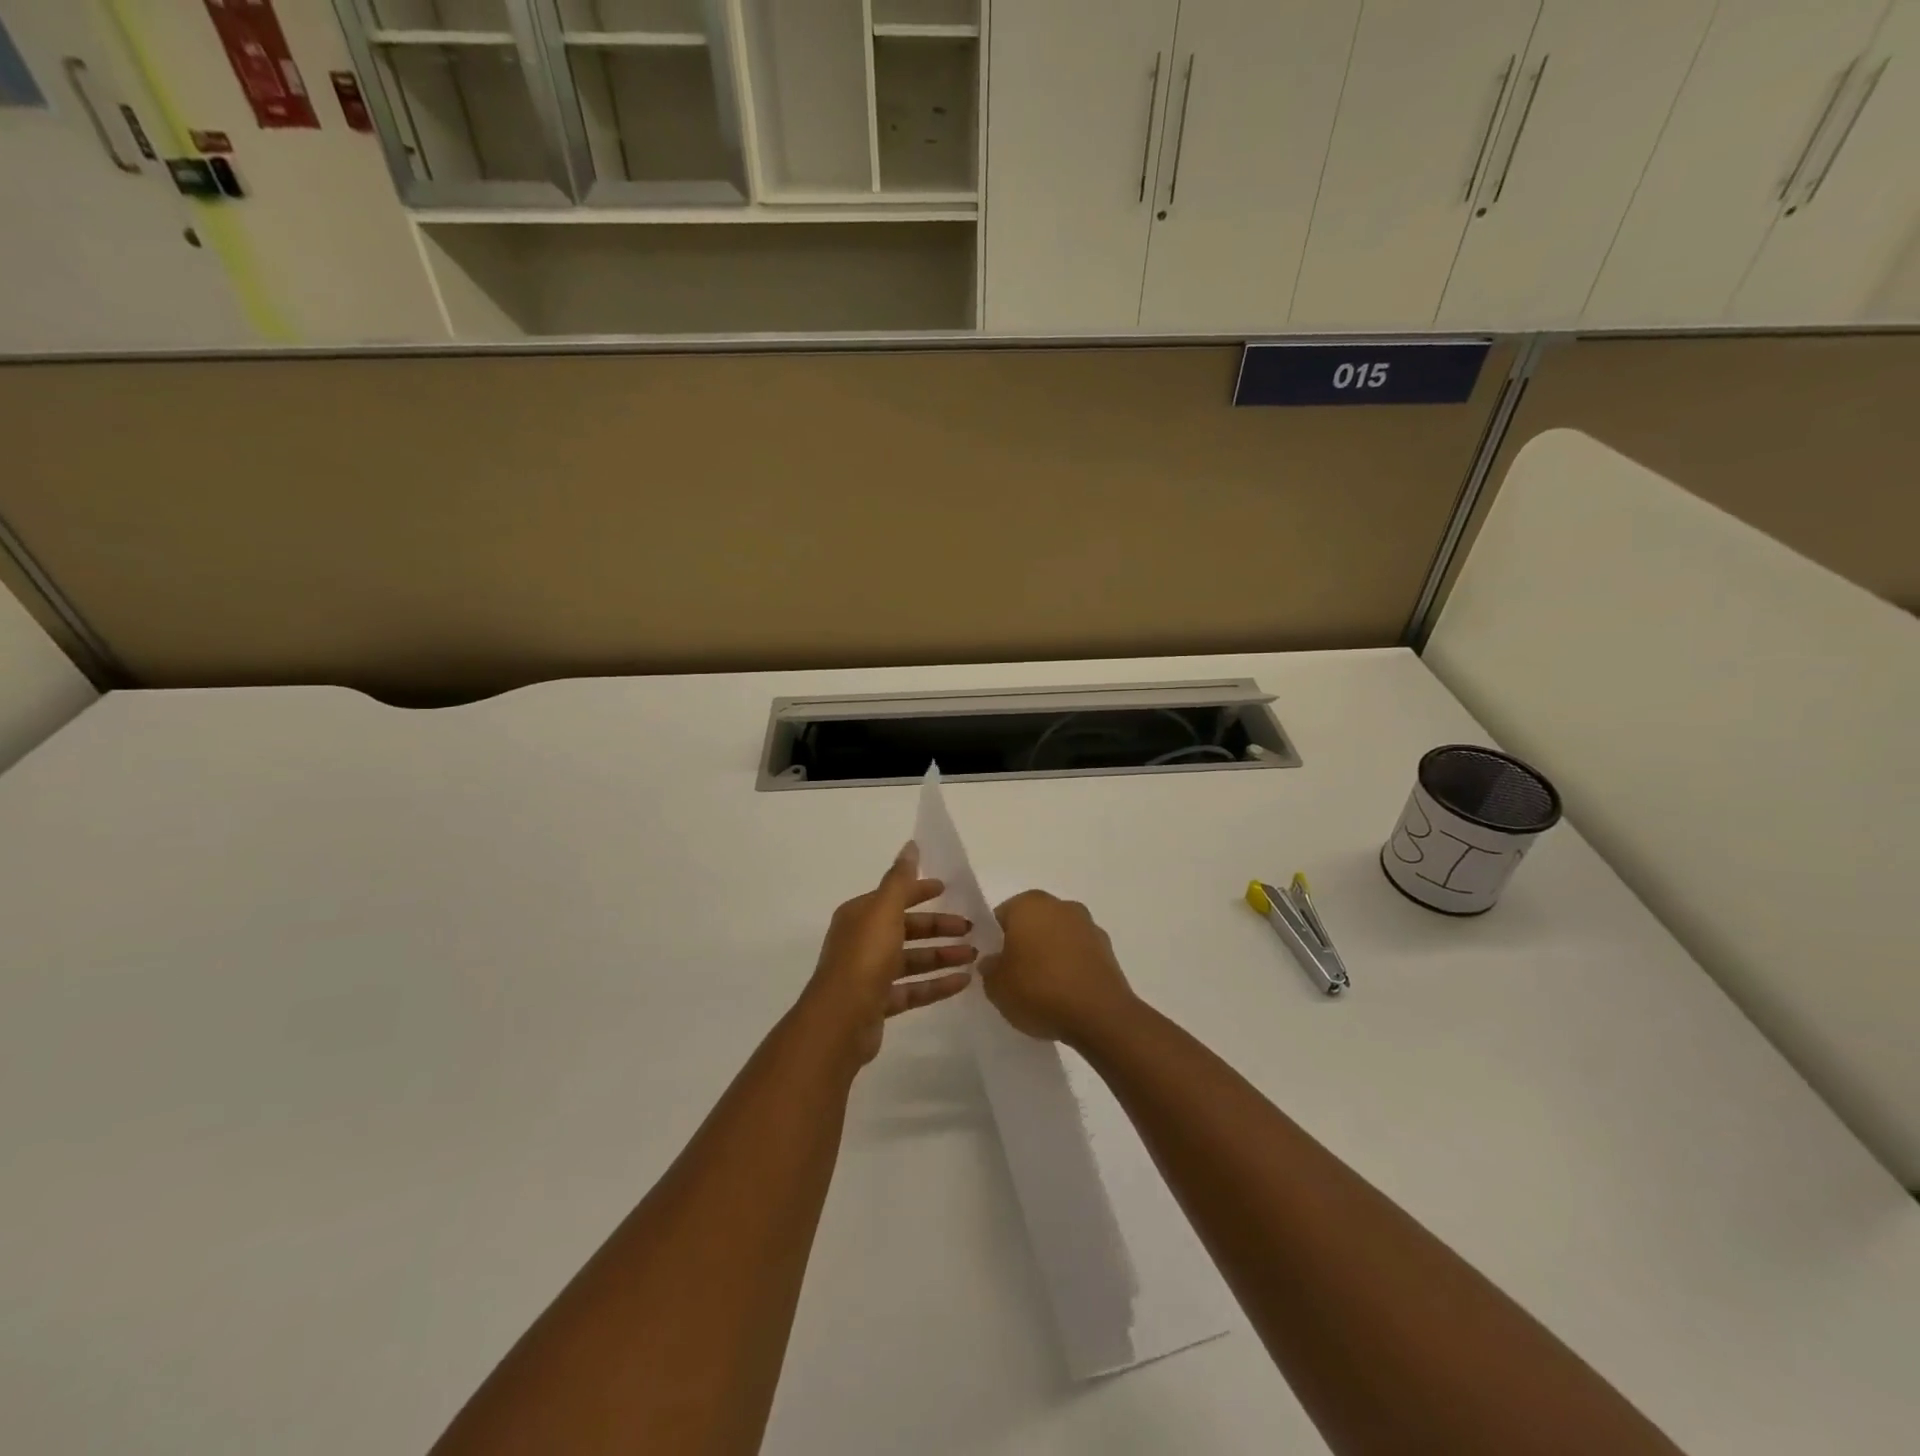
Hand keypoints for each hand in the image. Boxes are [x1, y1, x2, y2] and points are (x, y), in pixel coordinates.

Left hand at [804, 844, 977, 1064]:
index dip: (920, 891)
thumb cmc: (864, 958)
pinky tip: (963, 982)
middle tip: (971, 928)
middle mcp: (862, 941)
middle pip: (906, 929)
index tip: (948, 890)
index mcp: (860, 915)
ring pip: (912, 960)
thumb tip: (910, 845)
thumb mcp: (884, 911)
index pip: (894, 896)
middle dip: (938, 927)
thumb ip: (900, 880)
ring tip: (974, 956)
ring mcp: (870, 974)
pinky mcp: (879, 1003)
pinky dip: (937, 984)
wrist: (840, 1021)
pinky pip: (913, 989)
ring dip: (942, 956)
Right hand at [980, 891, 1136, 1045]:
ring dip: (1050, 954)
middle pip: (1032, 922)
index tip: (994, 965)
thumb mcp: (996, 986)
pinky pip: (1079, 954)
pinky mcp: (1107, 949)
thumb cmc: (1039, 990)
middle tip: (1015, 976)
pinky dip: (1071, 967)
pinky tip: (1066, 994)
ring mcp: (1088, 925)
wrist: (1099, 1015)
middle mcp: (1060, 906)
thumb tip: (994, 961)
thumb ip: (989, 968)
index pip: (1002, 916)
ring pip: (1058, 937)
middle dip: (1024, 944)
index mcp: (1029, 904)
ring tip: (1043, 990)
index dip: (994, 940)